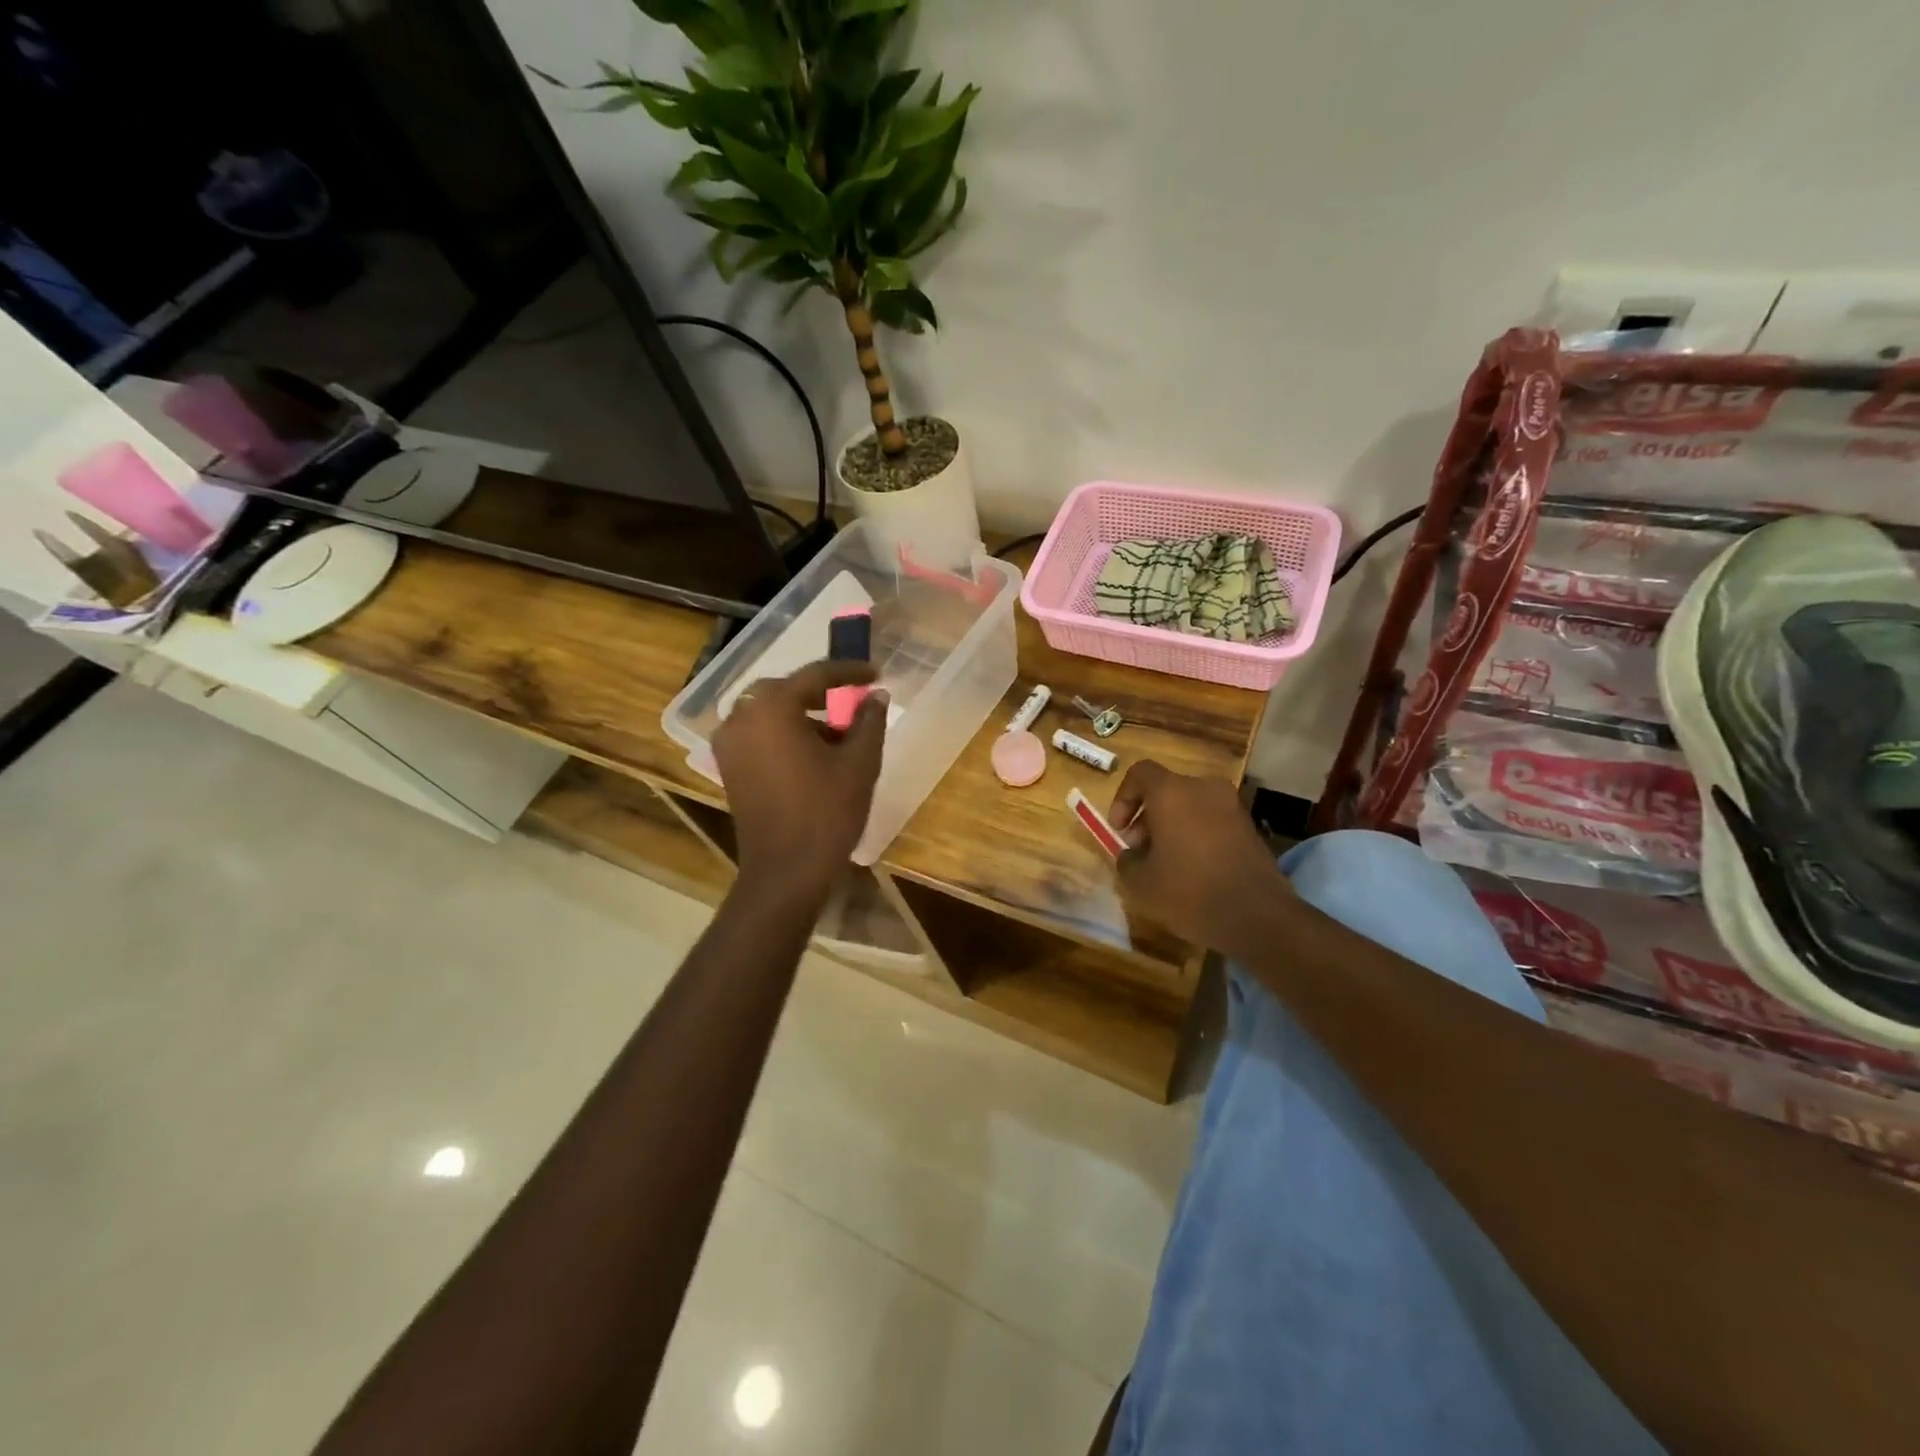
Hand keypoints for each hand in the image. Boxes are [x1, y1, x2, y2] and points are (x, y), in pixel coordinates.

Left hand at [712, 660, 887, 906]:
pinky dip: (784, 733)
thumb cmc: (826, 813)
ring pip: (770, 713)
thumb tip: (876, 696)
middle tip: (854, 700)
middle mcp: (742, 716)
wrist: (785, 871)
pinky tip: (813, 753)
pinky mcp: (728, 767)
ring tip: (840, 734)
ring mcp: (729, 743)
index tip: (875, 672)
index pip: (815, 675)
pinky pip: (759, 734)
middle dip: (822, 693)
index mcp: (772, 708)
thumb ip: (869, 721)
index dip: (849, 671)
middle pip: (786, 690)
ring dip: (803, 715)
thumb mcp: (859, 764)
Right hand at [1110, 760, 1290, 958]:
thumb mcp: (1140, 883)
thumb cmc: (1189, 892)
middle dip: (1147, 816)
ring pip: (1190, 804)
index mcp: (1172, 792)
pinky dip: (1196, 834)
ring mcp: (1231, 806)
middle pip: (1166, 789)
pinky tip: (1193, 868)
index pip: (1140, 773)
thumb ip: (1127, 860)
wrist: (1258, 917)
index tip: (1119, 830)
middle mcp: (1203, 788)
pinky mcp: (1249, 827)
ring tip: (1165, 862)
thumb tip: (1132, 854)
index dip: (1123, 798)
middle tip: (1139, 849)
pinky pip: (1211, 820)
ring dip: (1172, 825)